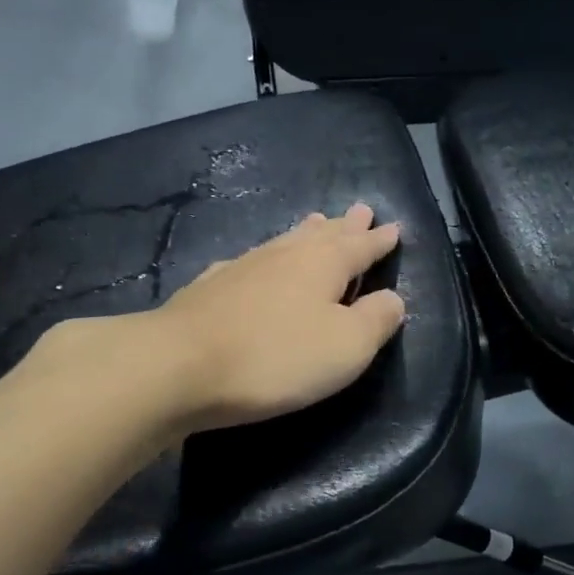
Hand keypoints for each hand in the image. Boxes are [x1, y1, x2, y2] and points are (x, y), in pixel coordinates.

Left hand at [154, 203, 406, 432]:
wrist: (179, 365)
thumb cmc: (276, 357)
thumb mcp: (346, 347)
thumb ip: (376, 320)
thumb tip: (393, 298)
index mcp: (324, 264)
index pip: (360, 246)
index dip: (379, 240)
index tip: (393, 227)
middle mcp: (285, 254)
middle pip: (323, 235)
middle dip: (345, 225)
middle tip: (360, 209)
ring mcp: (244, 266)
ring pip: (285, 241)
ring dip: (307, 232)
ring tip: (317, 221)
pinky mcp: (211, 286)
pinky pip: (251, 260)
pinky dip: (265, 256)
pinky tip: (255, 259)